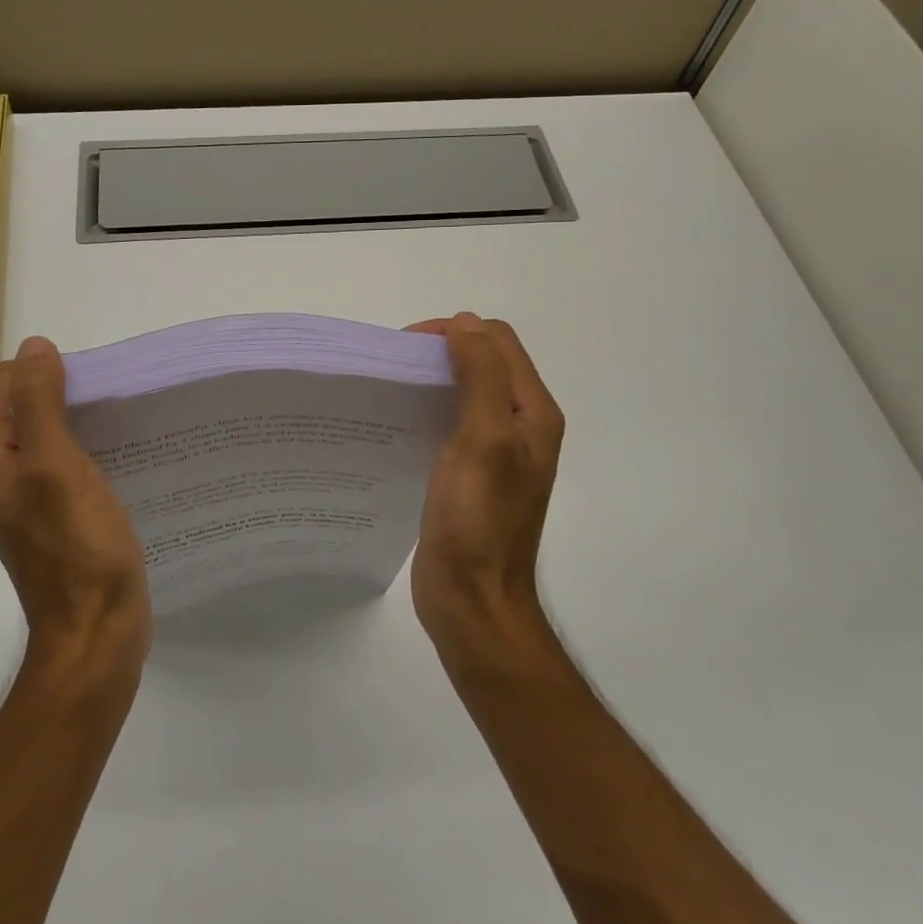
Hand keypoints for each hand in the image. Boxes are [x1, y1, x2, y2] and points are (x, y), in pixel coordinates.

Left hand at [0, 336, 151, 671]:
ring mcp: (31, 503)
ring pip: (50, 440)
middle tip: (111, 397)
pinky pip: (69, 469)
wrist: (96, 634)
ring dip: (79, 423)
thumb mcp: (57, 466)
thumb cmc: (78, 549)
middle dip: (63, 392)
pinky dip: (90, 453)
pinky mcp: (60, 522)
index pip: (4, 387)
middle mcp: (3, 478)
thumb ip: (40, 405)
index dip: (42, 370)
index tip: (89, 378)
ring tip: (122, 421)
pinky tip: (122, 459)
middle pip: (26, 411)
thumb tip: (33, 346)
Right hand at [405, 313, 564, 653]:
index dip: (454, 332)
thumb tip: (465, 323)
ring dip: (432, 380)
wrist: (472, 600)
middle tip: (394, 366)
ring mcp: (496, 453)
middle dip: (440, 352)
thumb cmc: (479, 520)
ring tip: (391, 390)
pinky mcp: (470, 475)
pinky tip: (398, 424)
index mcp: (532, 413)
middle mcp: (520, 426)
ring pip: (465, 392)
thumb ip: (481, 376)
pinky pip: (450, 425)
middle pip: (483, 363)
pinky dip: (426, 411)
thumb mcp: (484, 439)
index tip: (406, 347)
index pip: (497, 342)